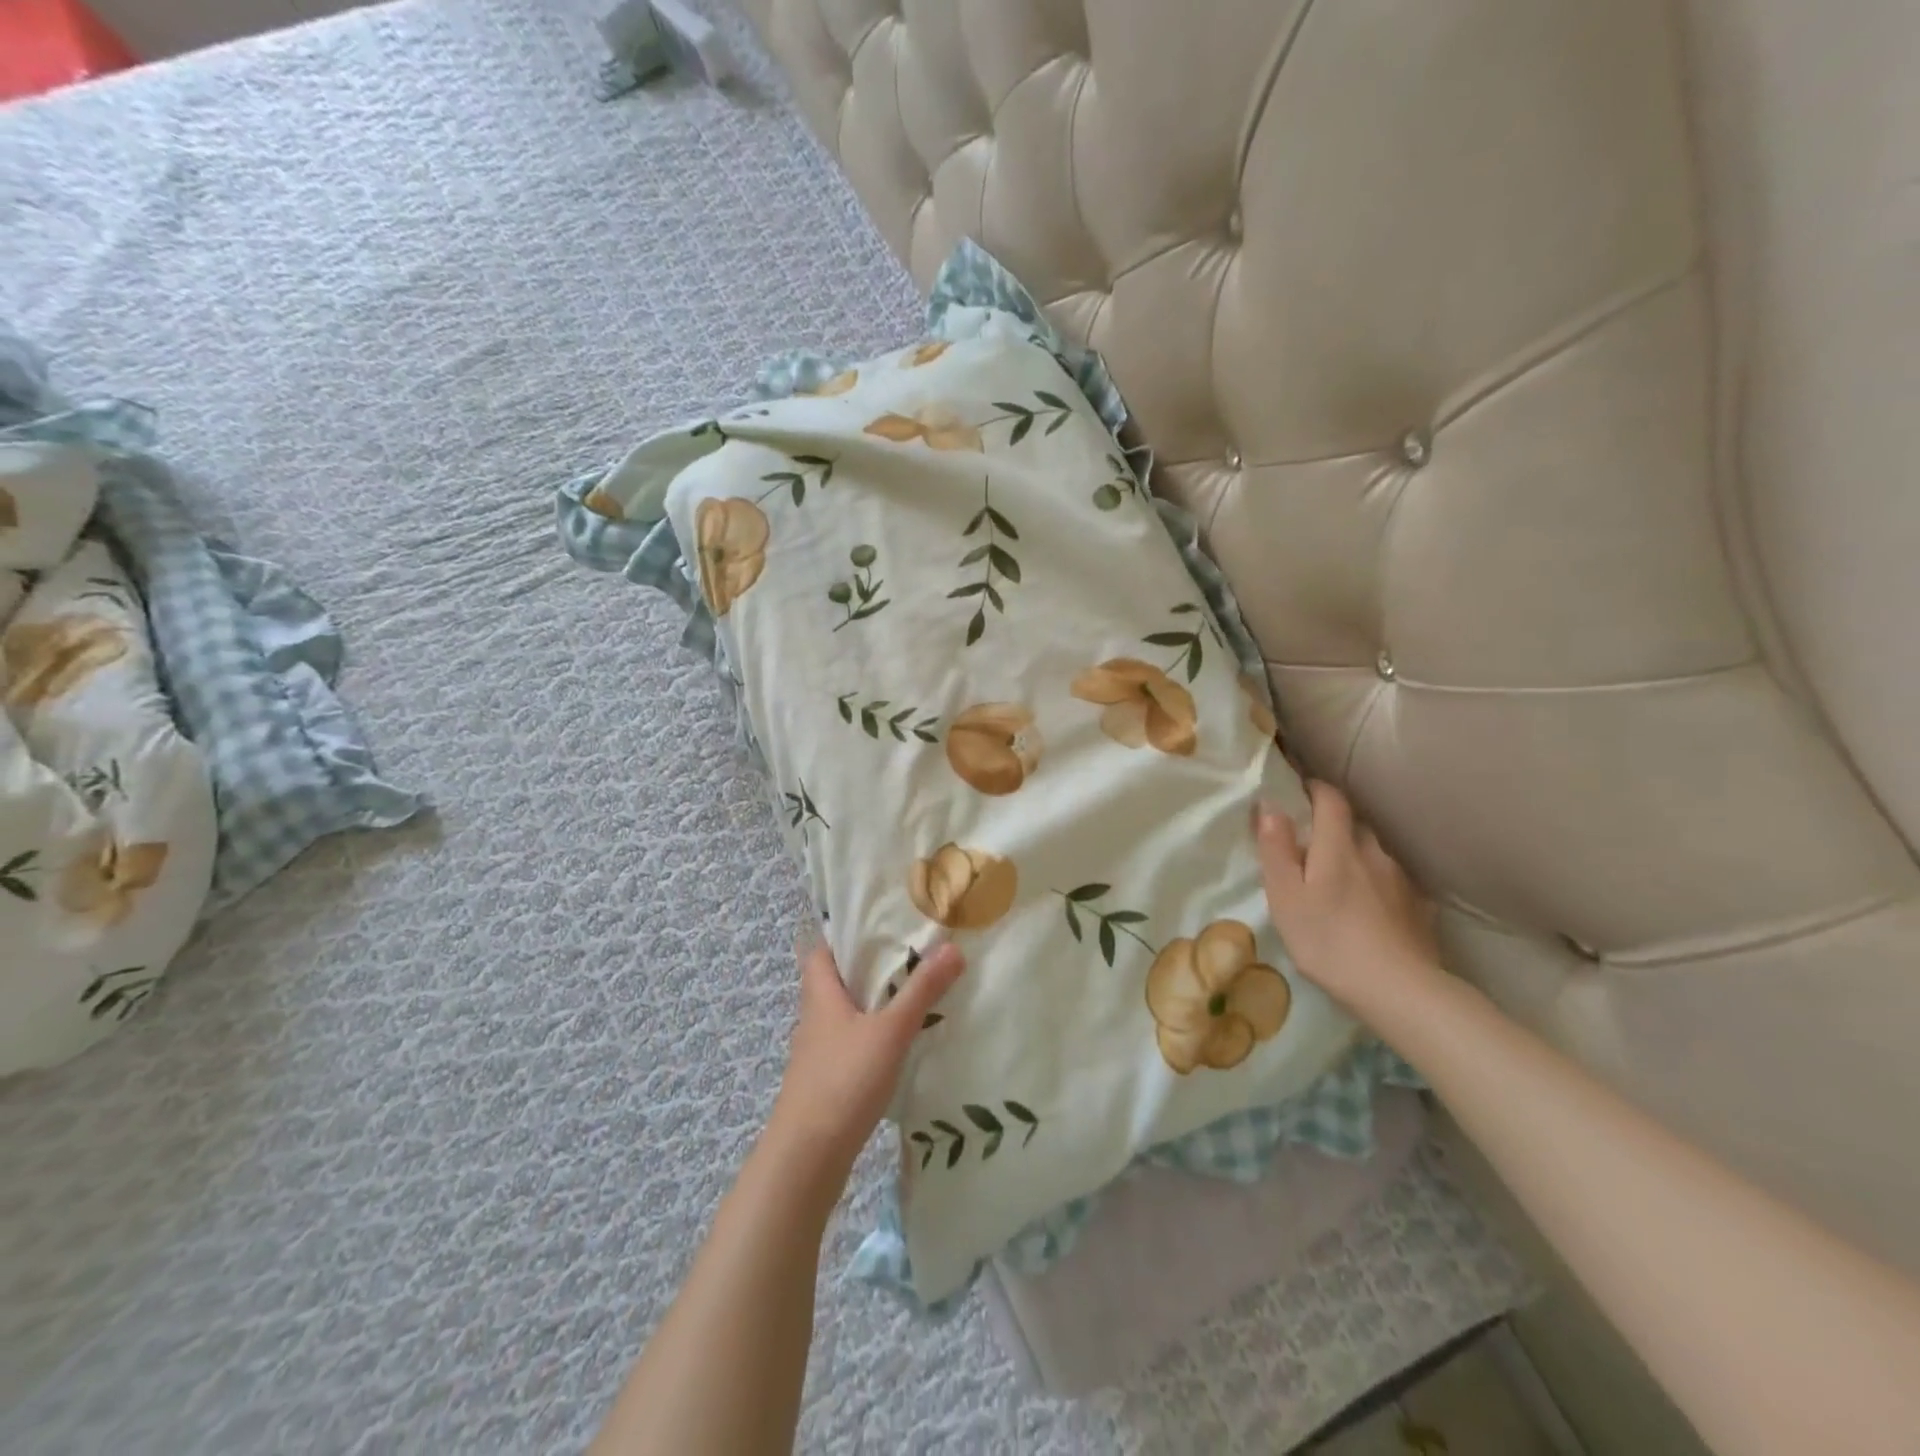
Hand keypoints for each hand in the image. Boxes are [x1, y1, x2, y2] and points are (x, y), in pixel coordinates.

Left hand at [765, 937, 964, 1181]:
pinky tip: (896, 1047)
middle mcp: (813, 1019)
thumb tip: (952, 947)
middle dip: (865, 969)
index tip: (876, 925)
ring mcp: (816, 1054)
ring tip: (909, 997)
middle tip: (907, 956)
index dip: (842, 936)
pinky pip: (848, 1046)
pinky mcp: (824, 1084)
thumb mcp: (890, 1031)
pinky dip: (869, 1038)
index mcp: (821, 996)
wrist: (806, 1158)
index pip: (820, 952)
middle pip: (834, 983)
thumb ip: (921, 991)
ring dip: (869, 1005)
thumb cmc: (843, 1081)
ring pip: (842, 1016)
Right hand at [1256, 781, 1441, 1019]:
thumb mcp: (1286, 896)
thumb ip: (1276, 849)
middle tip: (1312, 846)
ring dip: (1357, 857)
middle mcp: (1374, 853)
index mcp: (1338, 846)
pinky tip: (1373, 908)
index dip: (1315, 789)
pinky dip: (1379, 885)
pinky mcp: (1419, 908)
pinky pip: (1394, 883)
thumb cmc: (1328, 939)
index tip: (1300, 791)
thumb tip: (1270, 806)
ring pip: (1375, 855)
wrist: (1399, 990)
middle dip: (1334, 827)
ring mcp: (1401, 881)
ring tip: (1341, 881)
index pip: (1331, 800)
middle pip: (1355, 826)